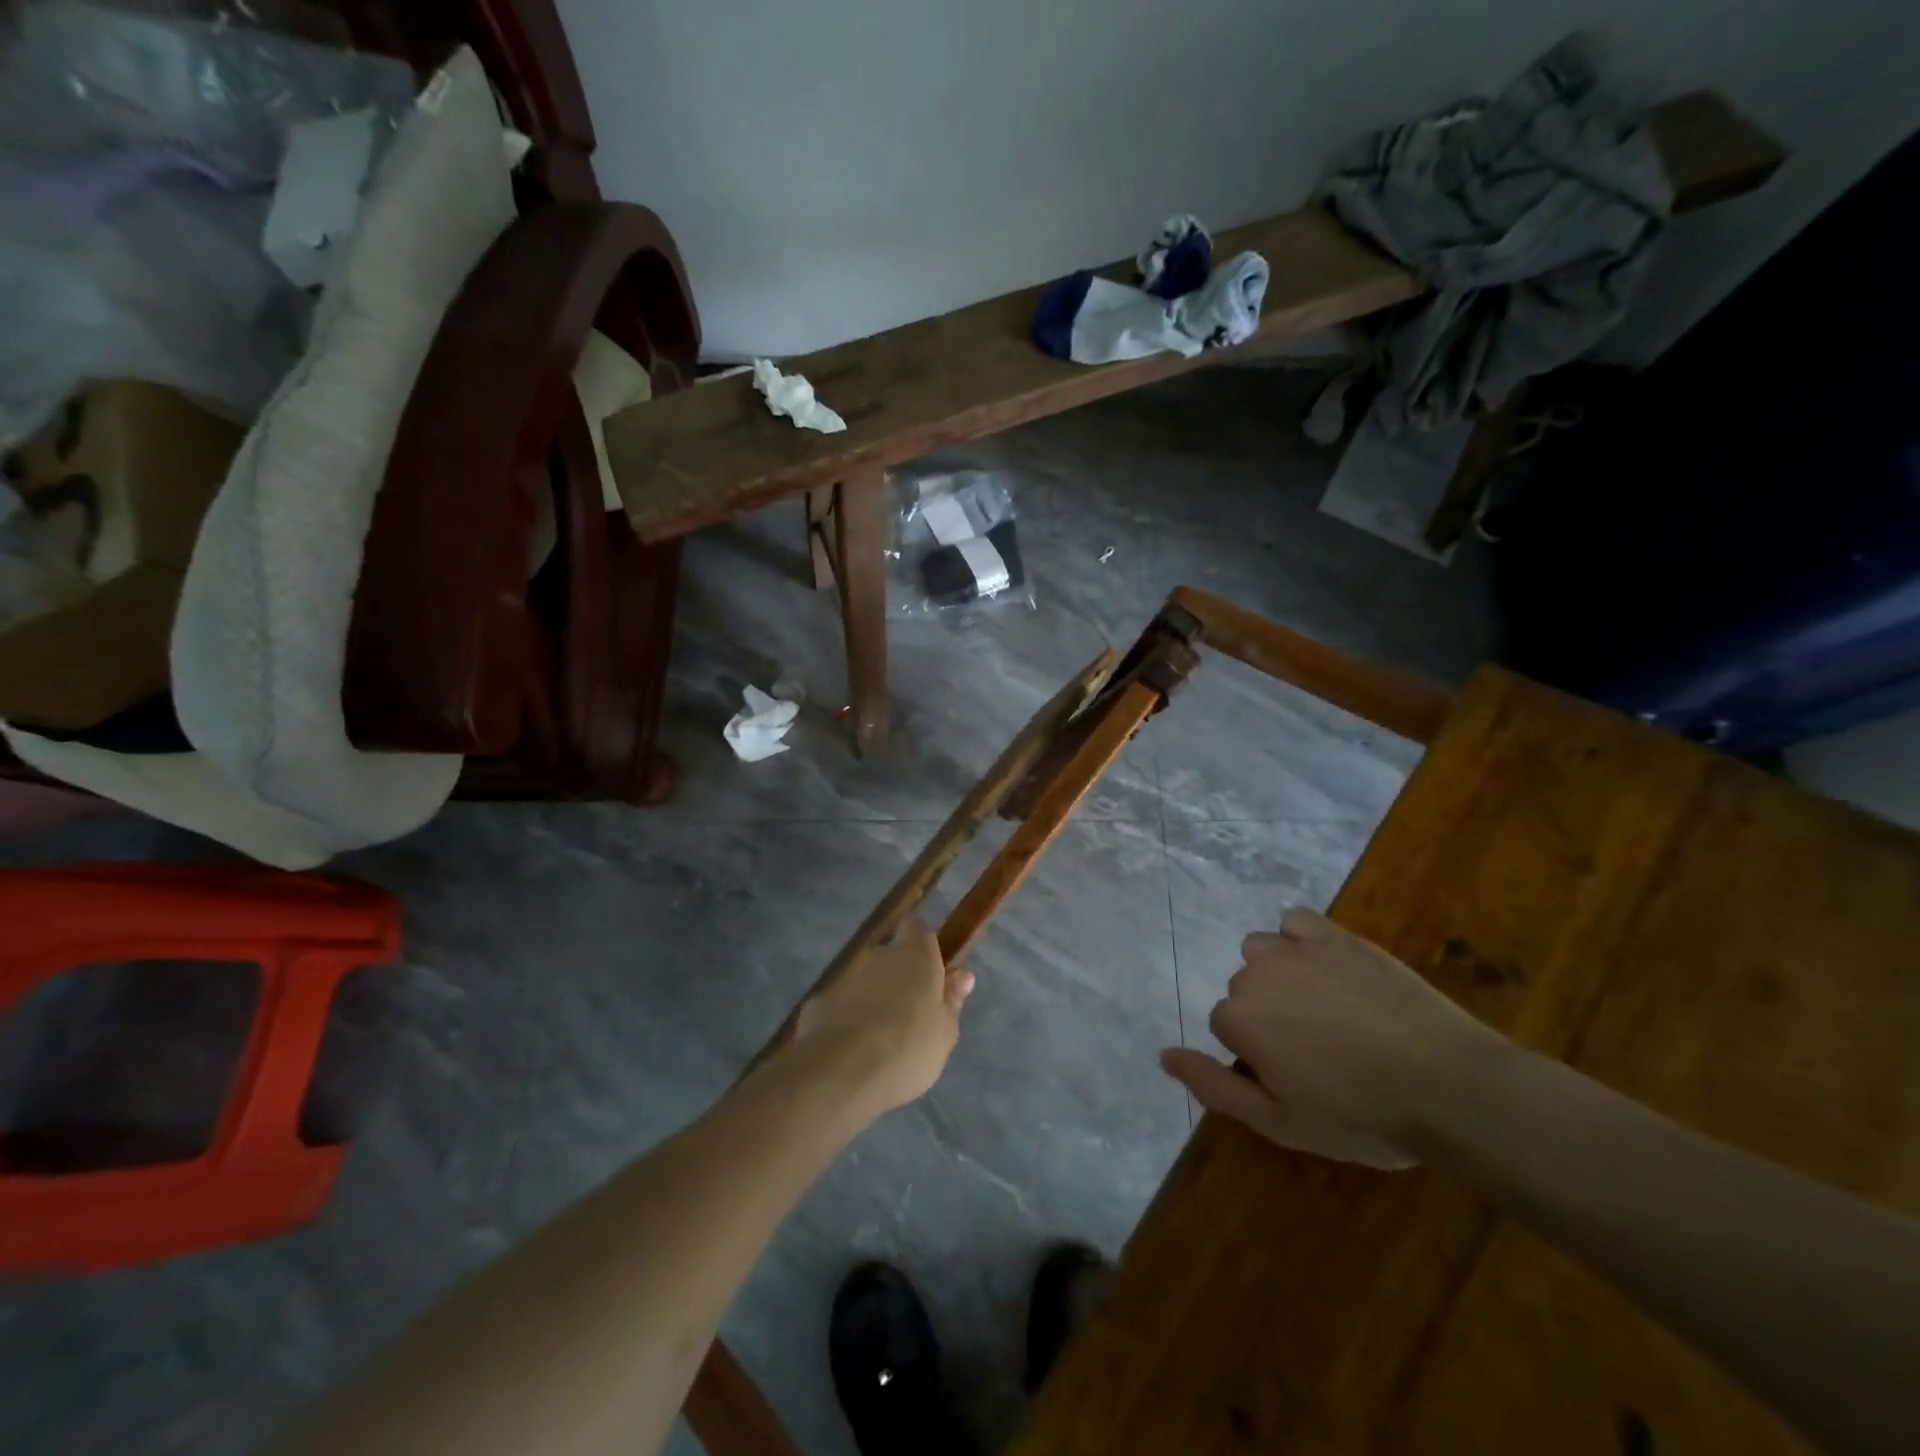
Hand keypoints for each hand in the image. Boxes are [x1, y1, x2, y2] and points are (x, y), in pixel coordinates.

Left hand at [789, 917, 973, 1119]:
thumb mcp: (945, 1032)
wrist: (842, 1073)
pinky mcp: (819, 1004)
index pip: (917, 928)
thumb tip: (962, 975)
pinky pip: (842, 1006)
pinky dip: (848, 1020)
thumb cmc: (909, 1048)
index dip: (924, 945)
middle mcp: (878, 957)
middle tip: (911, 1014)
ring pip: (866, 982)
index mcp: (915, 955)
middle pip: (891, 956)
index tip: (933, 971)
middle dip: (899, 977)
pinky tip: (852, 1052)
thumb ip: (951, 1000)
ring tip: (882, 1041)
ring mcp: (845, 979)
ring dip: (874, 1000)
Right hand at [1161, 909, 1506, 1168]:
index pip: (1224, 1028)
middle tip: (1320, 1054)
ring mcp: (1296, 948)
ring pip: (1262, 952)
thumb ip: (1214, 1087)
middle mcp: (1256, 973)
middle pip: (1242, 990)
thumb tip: (1163, 1055)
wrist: (1450, 1085)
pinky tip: (1328, 970)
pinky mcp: (1336, 935)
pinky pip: (1295, 922)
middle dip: (1268, 1017)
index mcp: (1239, 1019)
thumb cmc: (1361, 1115)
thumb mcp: (1281, 1123)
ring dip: (1278, 975)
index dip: (1257, 1056)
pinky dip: (1300, 940)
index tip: (1297, 1079)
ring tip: (1324, 1011)